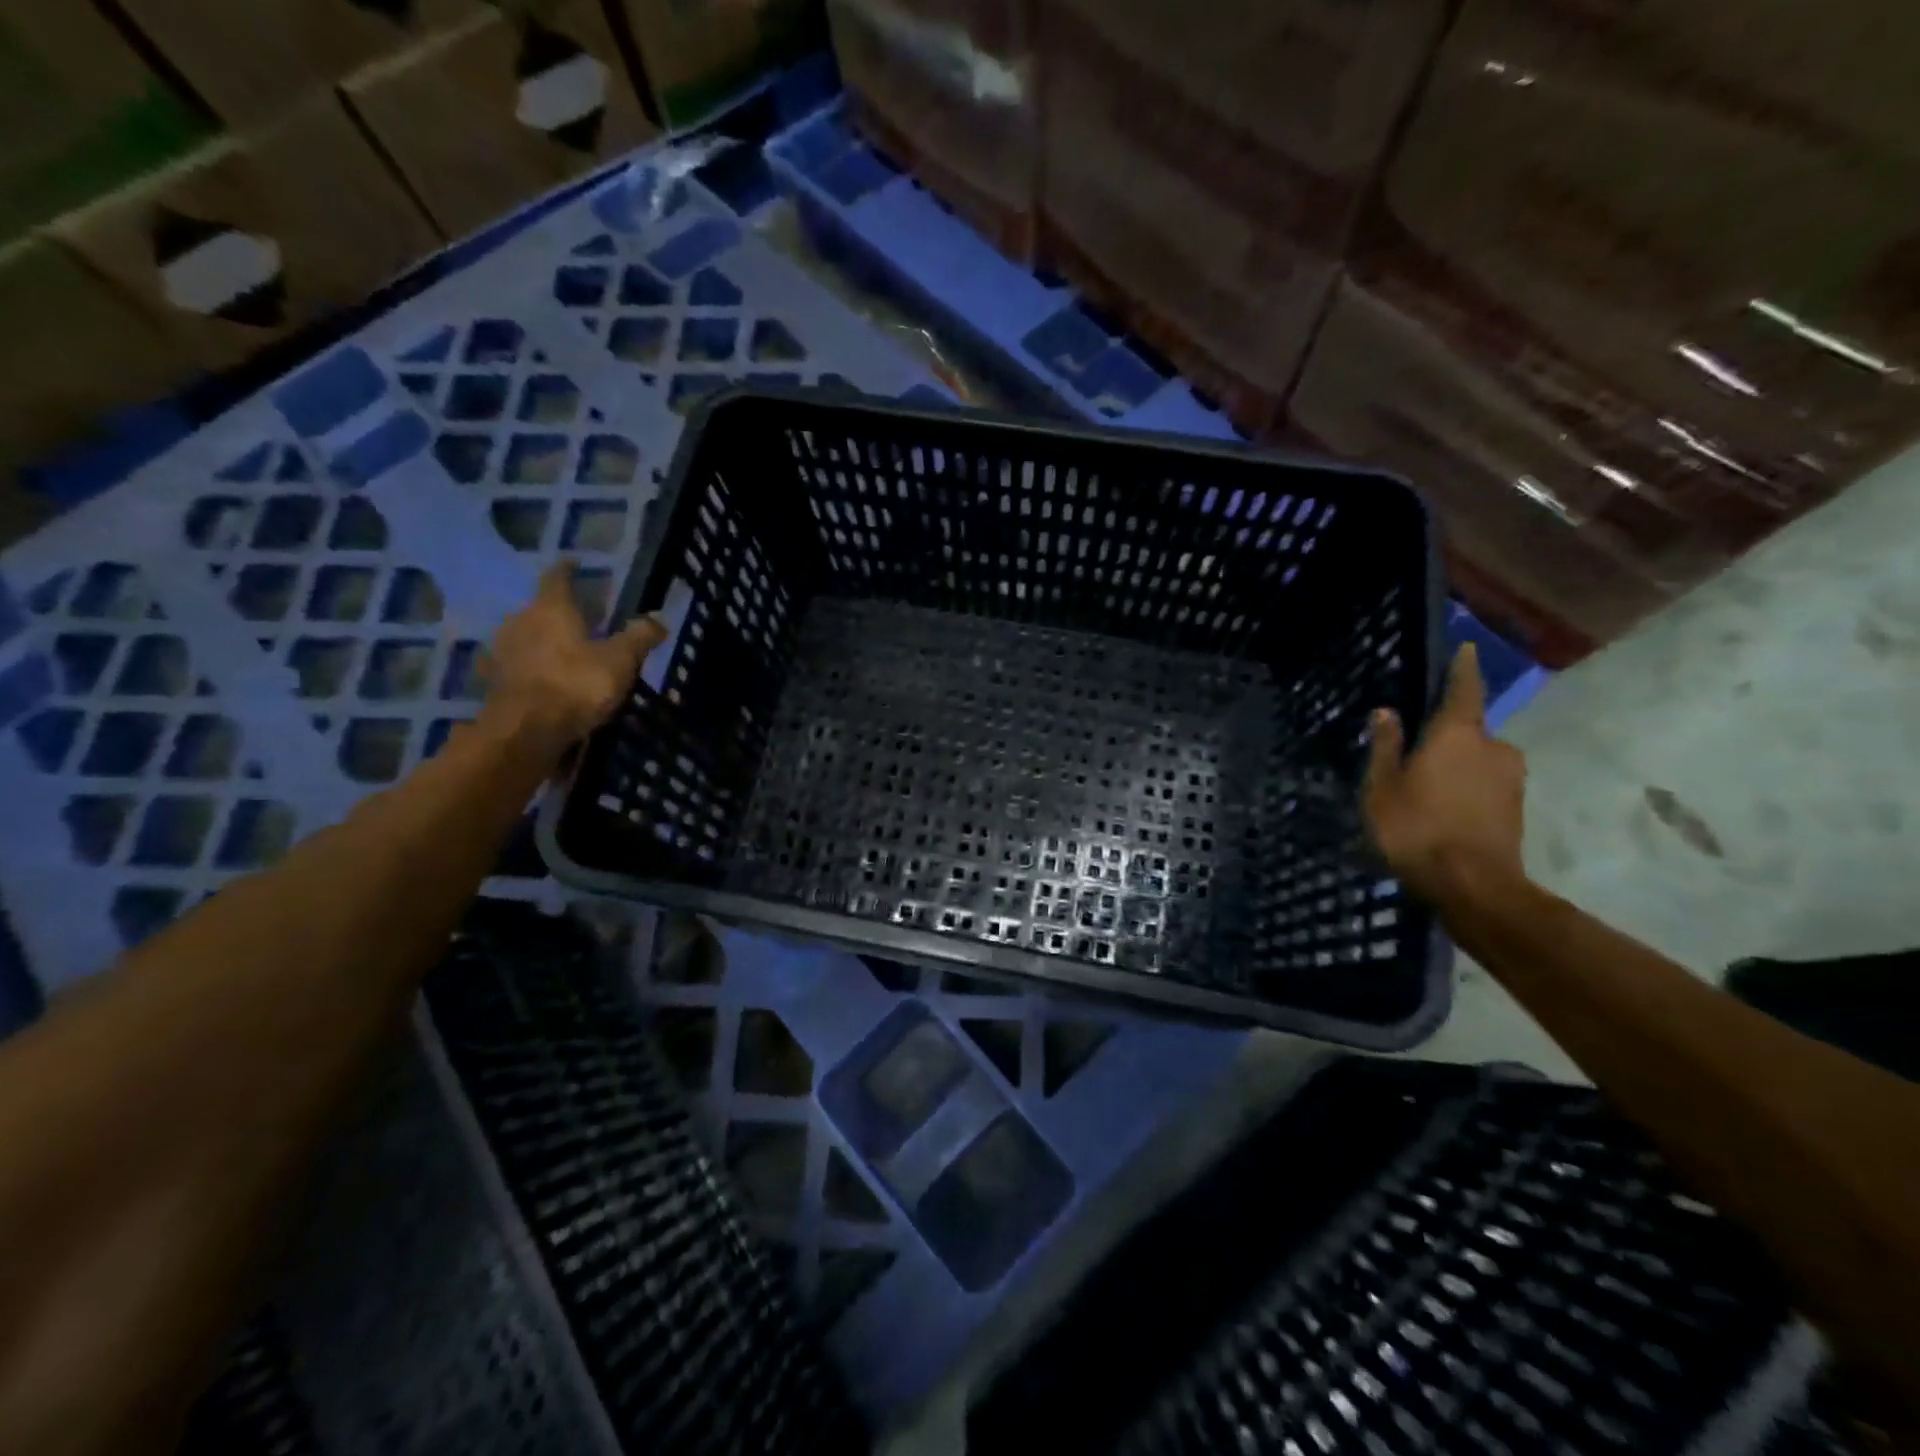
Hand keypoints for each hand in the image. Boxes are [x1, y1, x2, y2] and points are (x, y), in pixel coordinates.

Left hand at [478, 561, 666, 760]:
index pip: (556, 578)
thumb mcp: (620, 660)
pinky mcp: (494, 682)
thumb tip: (659, 618)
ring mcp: (502, 653)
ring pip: (523, 637)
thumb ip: (639, 638)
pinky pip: (513, 666)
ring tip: (558, 649)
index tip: (573, 563)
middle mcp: (520, 622)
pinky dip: (525, 668)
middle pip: (537, 609)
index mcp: (551, 609)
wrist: (526, 729)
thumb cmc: (576, 683)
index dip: (566, 570)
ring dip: (538, 640)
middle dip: (555, 611)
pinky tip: (534, 676)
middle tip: (575, 617)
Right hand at [1363, 643, 1527, 906]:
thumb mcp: (1383, 787)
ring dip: (1456, 766)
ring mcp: (1511, 778)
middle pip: (1468, 730)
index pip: (1463, 689)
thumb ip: (1386, 747)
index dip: (1462, 668)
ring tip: (1426, 789)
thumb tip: (1386, 712)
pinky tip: (1443, 810)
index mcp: (1457, 734)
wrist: (1473, 885)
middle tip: (1416, 754)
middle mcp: (1493, 746)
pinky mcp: (1516, 806)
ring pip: (1478, 759)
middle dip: (1446, 737)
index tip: (1467, 648)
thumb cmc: (1416, 828)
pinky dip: (1466, 788)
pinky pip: (1486, 783)